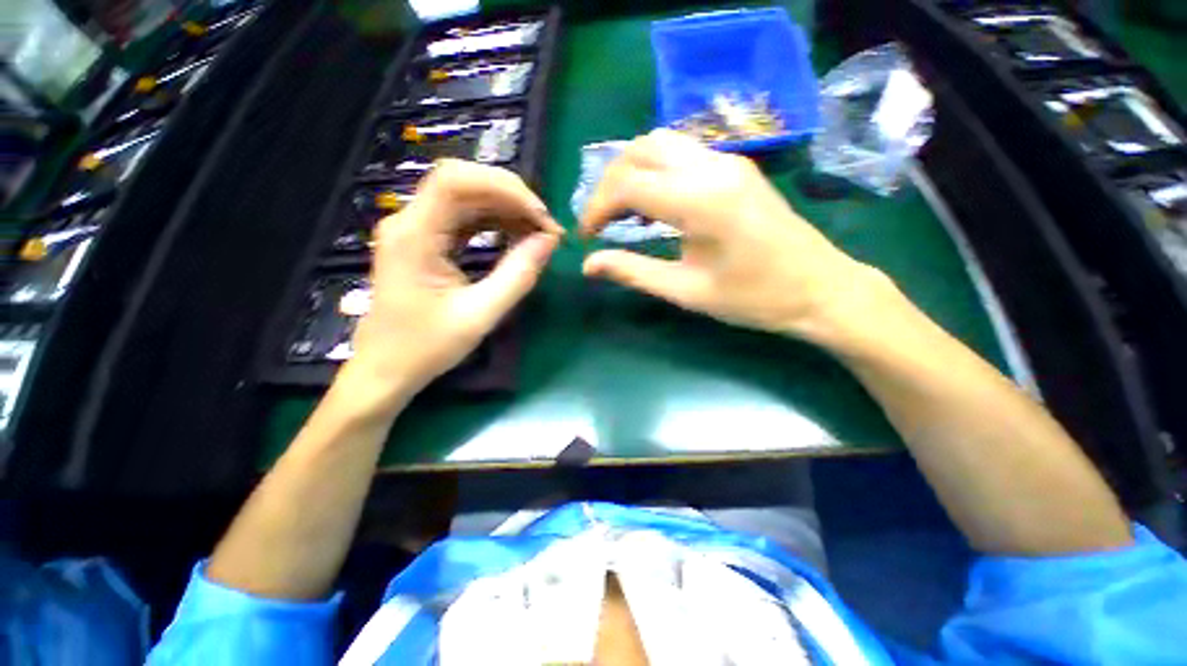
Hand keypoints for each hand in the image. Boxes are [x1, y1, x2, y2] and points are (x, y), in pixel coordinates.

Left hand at [341, 160, 561, 413]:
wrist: (385, 369)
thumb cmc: (426, 347)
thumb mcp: (480, 315)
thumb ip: (518, 276)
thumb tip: (549, 241)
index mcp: (414, 235)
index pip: (457, 181)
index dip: (505, 188)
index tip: (541, 217)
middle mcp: (410, 221)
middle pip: (463, 182)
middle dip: (511, 197)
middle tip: (545, 226)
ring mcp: (416, 229)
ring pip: (466, 198)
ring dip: (506, 209)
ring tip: (538, 233)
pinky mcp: (425, 241)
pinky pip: (463, 218)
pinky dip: (494, 222)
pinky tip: (516, 236)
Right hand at [580, 130, 888, 347]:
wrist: (819, 288)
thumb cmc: (753, 298)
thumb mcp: (687, 291)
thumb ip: (634, 273)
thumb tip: (589, 265)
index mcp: (701, 201)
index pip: (629, 184)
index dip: (597, 208)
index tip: (586, 237)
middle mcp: (714, 167)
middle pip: (640, 150)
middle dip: (609, 184)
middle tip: (600, 222)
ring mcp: (728, 161)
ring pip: (660, 144)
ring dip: (631, 173)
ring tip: (621, 213)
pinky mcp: (736, 166)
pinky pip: (681, 154)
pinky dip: (654, 172)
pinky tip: (652, 205)